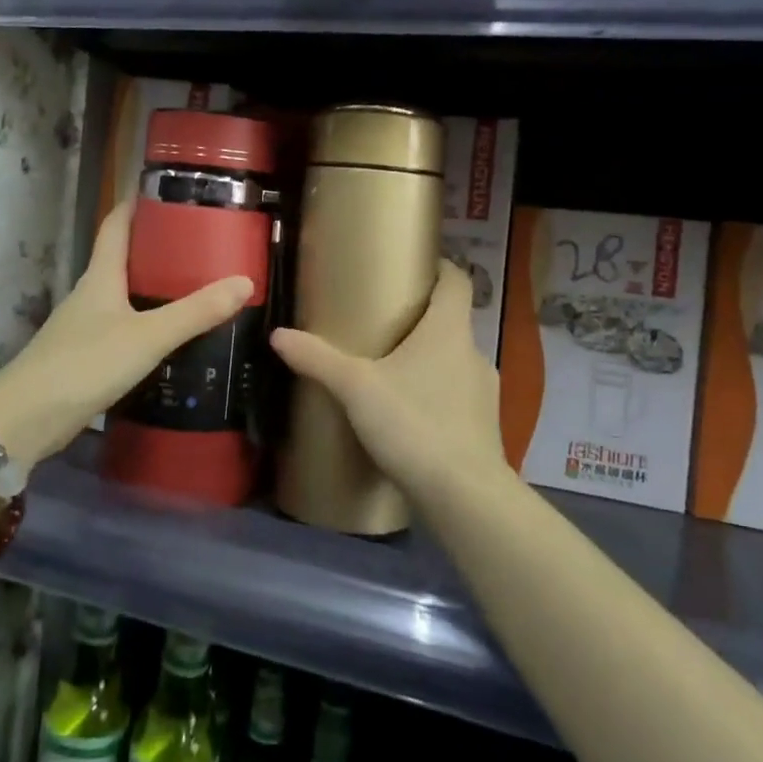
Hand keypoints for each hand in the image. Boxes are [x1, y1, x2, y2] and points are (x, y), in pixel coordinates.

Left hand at [0, 201, 251, 468]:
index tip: (165, 189)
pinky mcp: (86, 358)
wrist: (26, 419)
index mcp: (100, 277)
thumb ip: (195, 312)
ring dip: (153, 287)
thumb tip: (244, 282)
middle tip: (199, 243)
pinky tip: (169, 336)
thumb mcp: (148, 336)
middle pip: (122, 259)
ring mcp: (85, 328)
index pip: (115, 225)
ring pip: (123, 295)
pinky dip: (146, 323)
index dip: (136, 204)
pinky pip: (122, 328)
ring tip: (194, 286)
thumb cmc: (85, 364)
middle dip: (156, 247)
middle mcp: (90, 295)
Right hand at [271, 259, 506, 501]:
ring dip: (428, 360)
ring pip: (454, 361)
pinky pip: (457, 396)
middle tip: (383, 322)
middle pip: (452, 322)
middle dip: (421, 319)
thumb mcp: (356, 388)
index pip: (457, 281)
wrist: (464, 496)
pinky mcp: (484, 427)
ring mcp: (484, 392)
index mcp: (449, 331)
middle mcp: (473, 353)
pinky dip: (436, 394)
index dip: (441, 267)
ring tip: (391, 370)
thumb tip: (277, 334)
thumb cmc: (414, 423)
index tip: (415, 265)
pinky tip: (409, 414)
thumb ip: (317, 359)